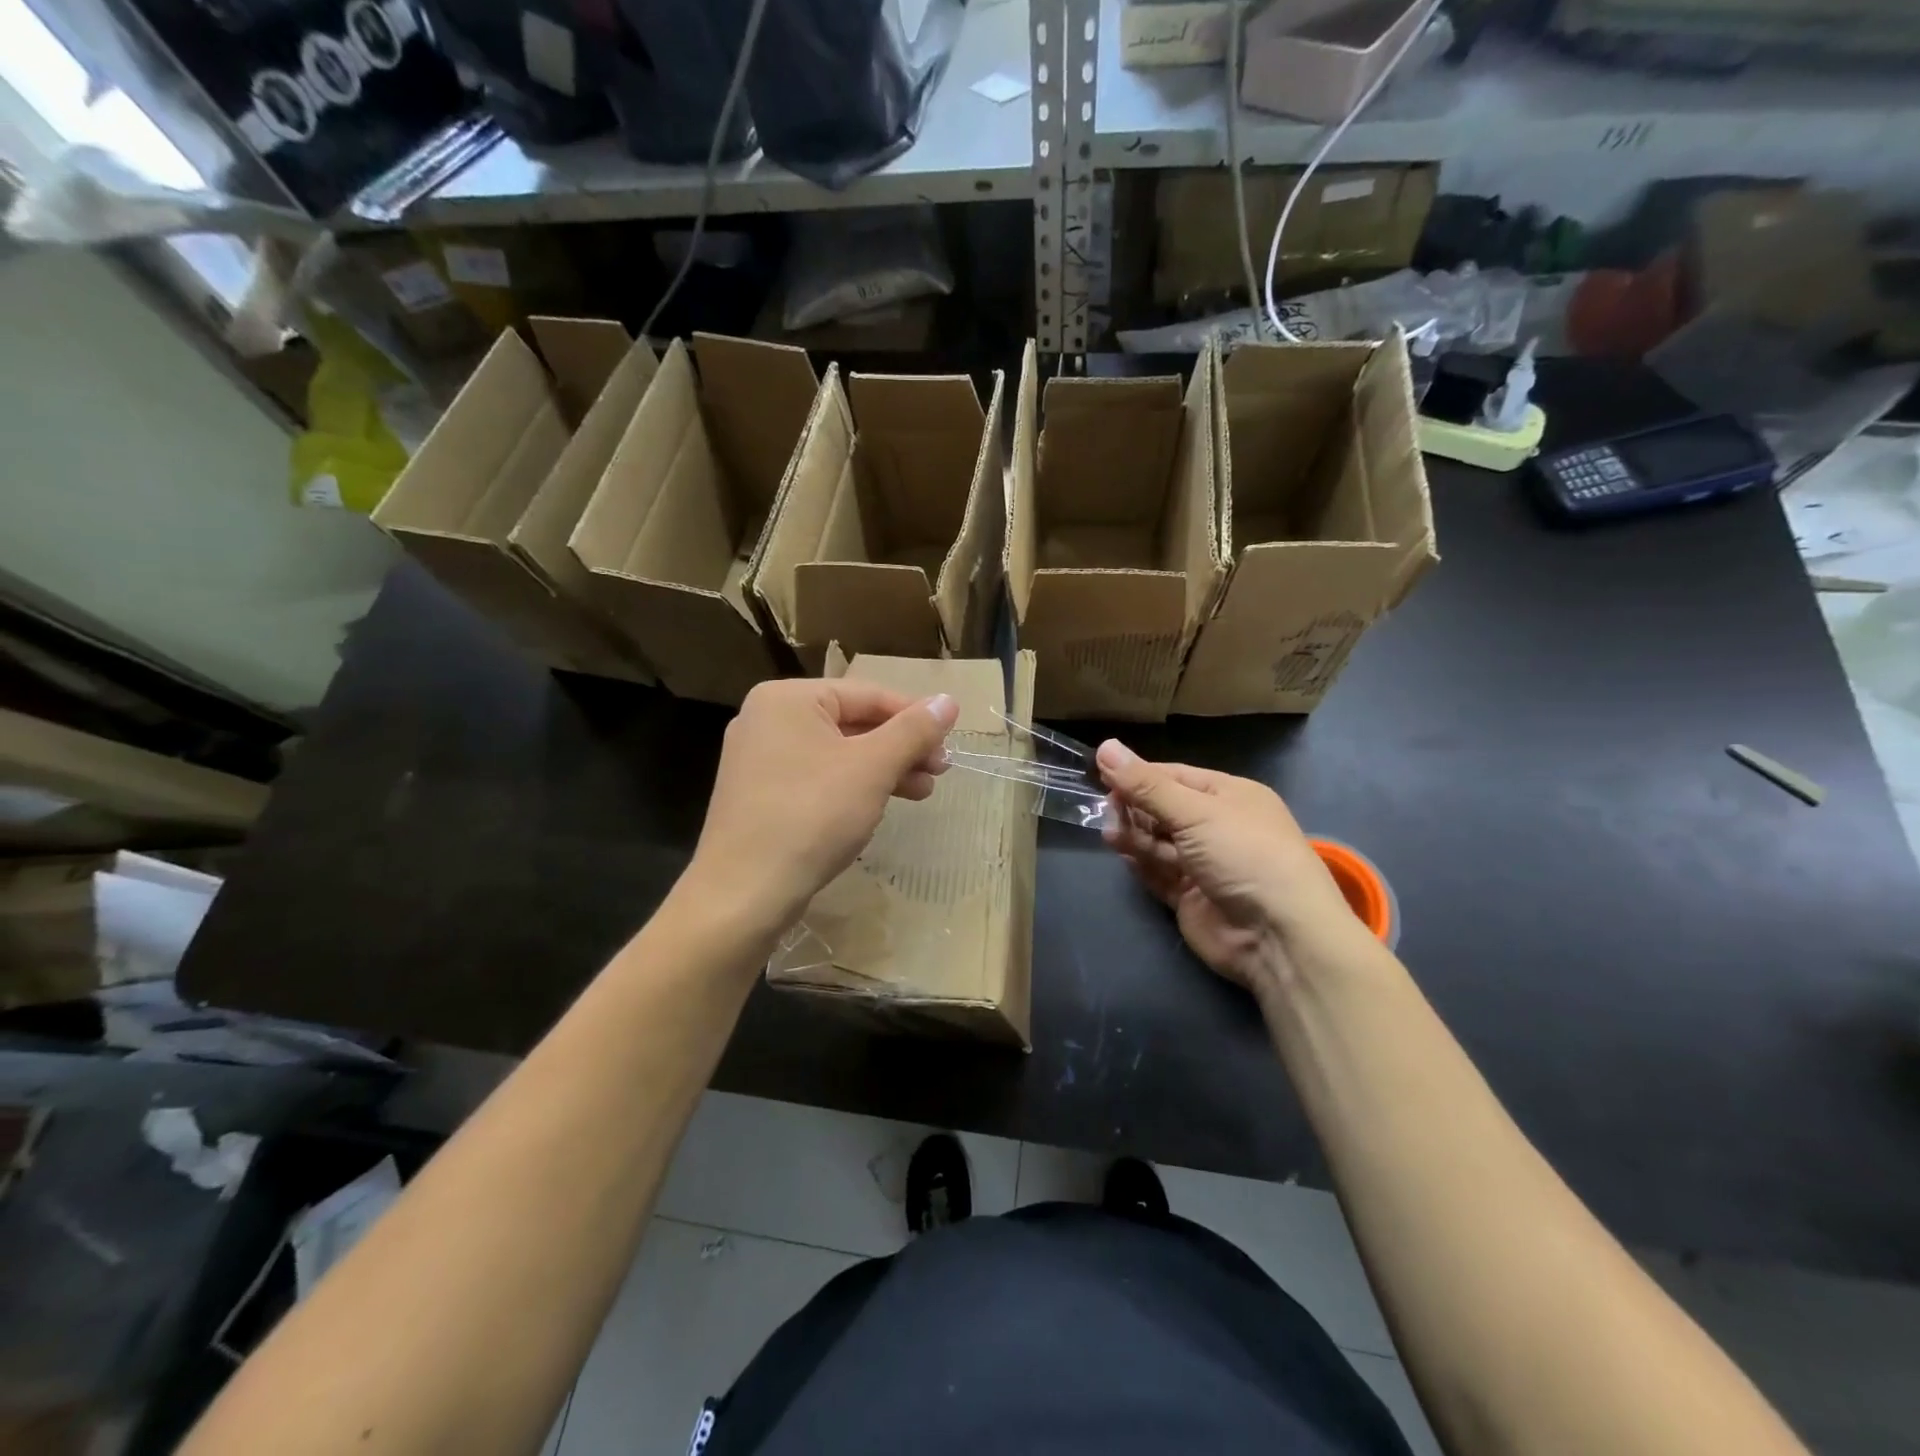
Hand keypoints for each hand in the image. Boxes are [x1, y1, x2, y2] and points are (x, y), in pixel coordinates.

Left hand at [688, 678, 959, 936]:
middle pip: (852, 722)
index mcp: (789, 698)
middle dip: (901, 748)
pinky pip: (817, 778)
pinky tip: (880, 806)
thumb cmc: (812, 816)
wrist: (744, 893)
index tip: (950, 742)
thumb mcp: (872, 768)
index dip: (915, 716)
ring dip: (883, 770)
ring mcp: (759, 759)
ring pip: (837, 753)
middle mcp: (768, 719)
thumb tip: (949, 700)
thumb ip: (912, 730)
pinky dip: (852, 787)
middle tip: (940, 771)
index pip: (868, 694)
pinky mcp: (760, 796)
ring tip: (922, 793)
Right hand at [1095, 741, 1362, 995]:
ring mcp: (1204, 864)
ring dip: (1134, 835)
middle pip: (1164, 809)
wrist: (1278, 934)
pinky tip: (1122, 856)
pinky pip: (1160, 874)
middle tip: (1104, 809)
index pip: (1174, 776)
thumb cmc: (1242, 854)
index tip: (1101, 774)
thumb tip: (1105, 746)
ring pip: (1159, 842)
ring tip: (1109, 833)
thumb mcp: (1195, 811)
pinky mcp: (1191, 897)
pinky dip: (1141, 864)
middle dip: (1134, 806)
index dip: (1139, 775)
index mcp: (1229, 796)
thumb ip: (1146, 785)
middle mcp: (1218, 826)